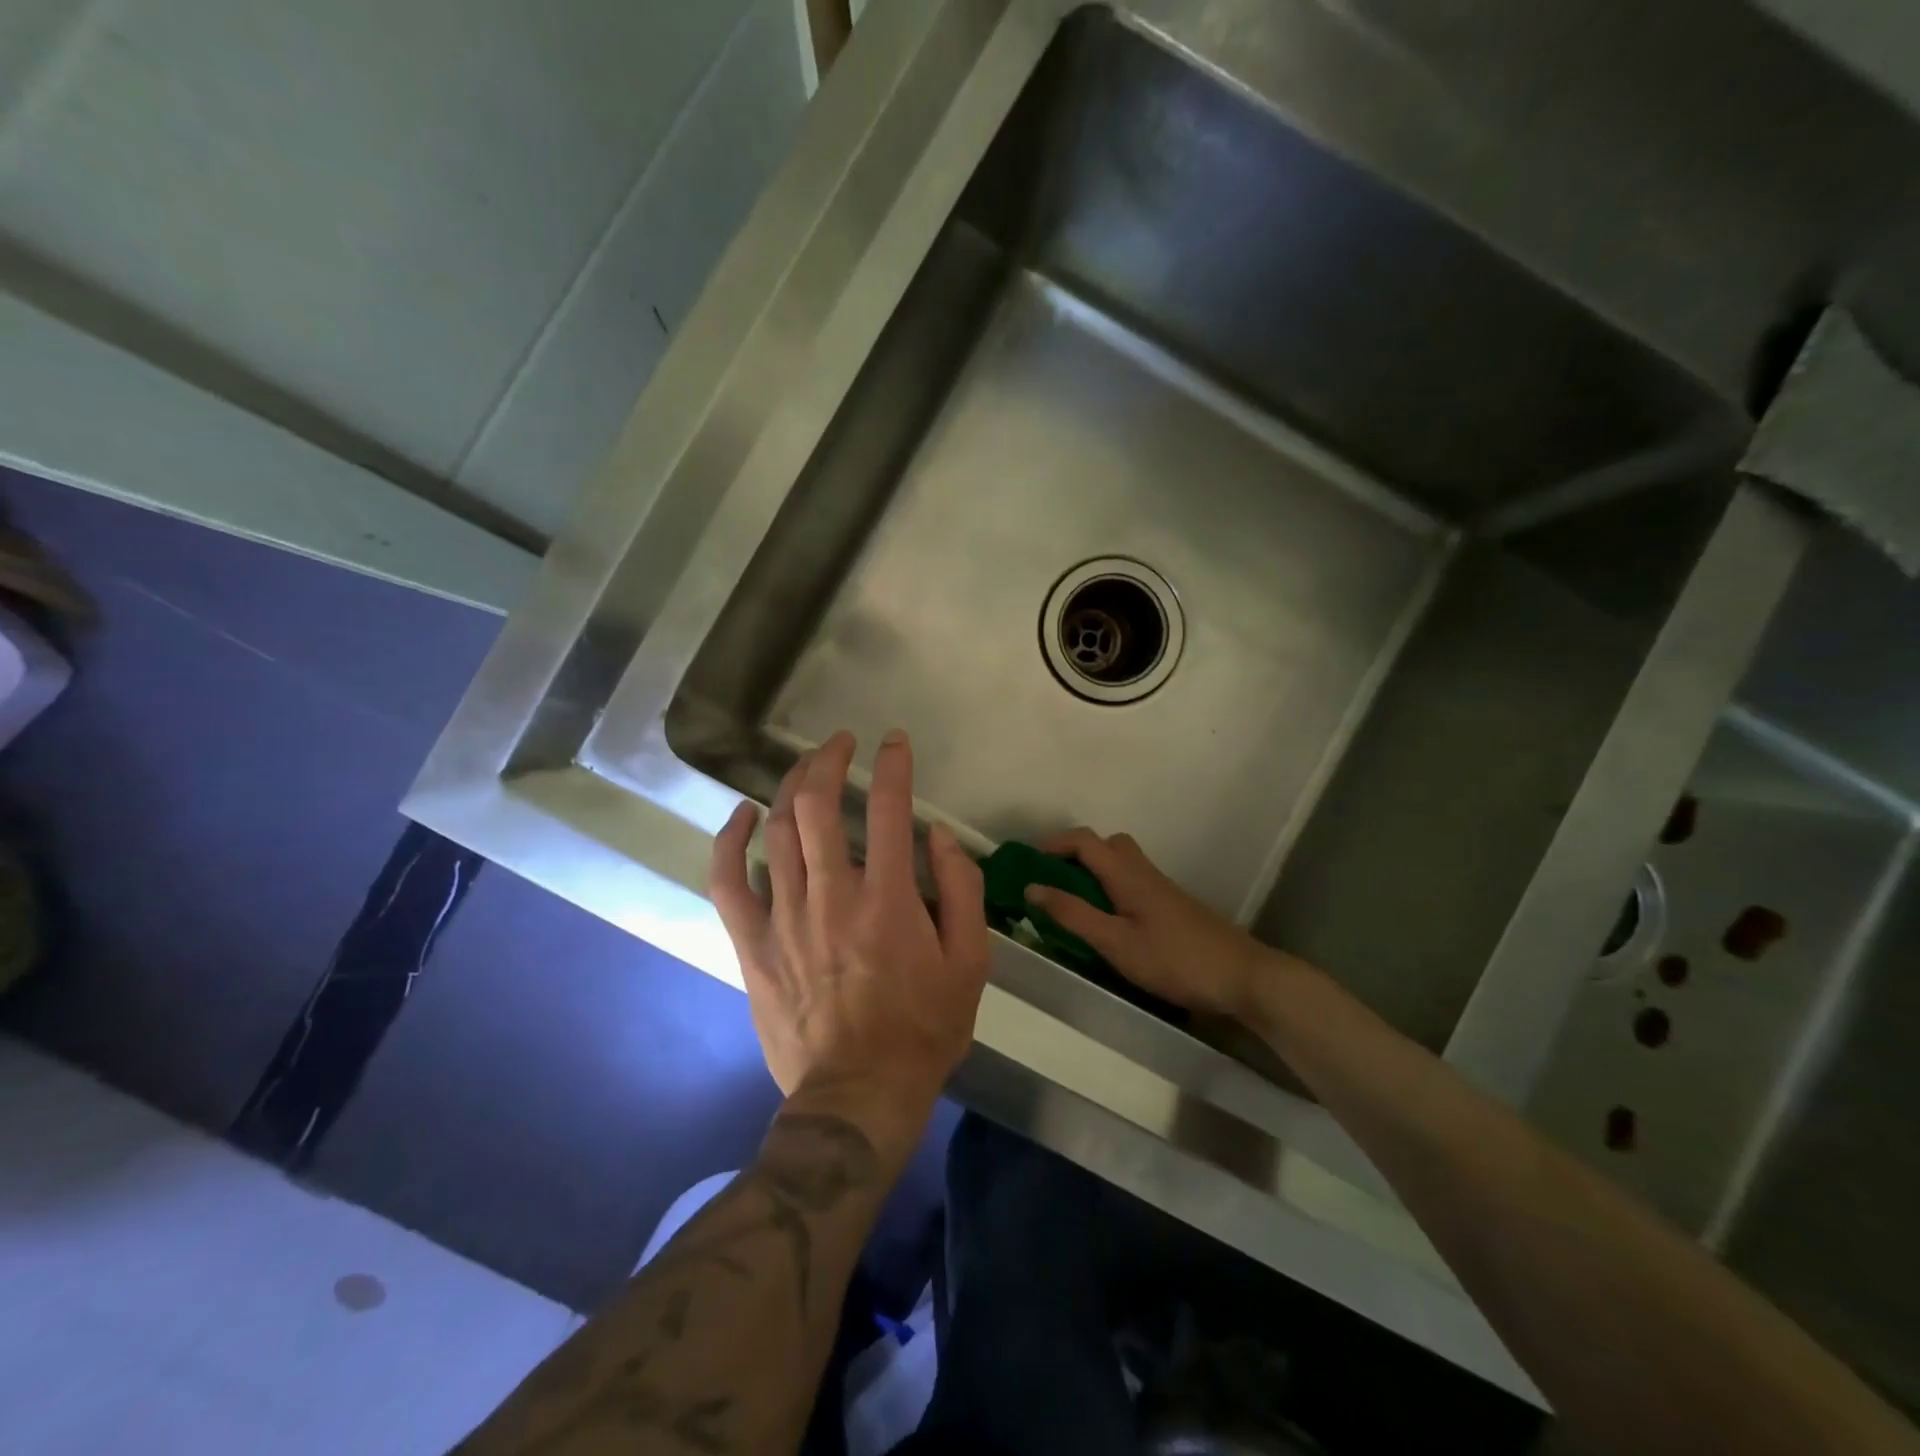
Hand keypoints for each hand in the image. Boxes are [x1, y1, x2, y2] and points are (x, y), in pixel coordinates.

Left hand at [709, 729, 990, 1138]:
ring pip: (779, 830)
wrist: (858, 1093)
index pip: (891, 808)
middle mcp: (832, 895)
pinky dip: (729, 841)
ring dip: (792, 786)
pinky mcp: (753, 943)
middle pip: (820, 805)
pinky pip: (728, 881)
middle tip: (841, 742)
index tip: (894, 742)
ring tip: (806, 766)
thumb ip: (961, 890)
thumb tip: (938, 836)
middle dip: (830, 759)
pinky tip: (742, 815)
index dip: (894, 765)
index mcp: (889, 898)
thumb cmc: (923, 1028)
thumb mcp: (971, 962)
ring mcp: (785, 917)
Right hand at [1025, 828, 1284, 1018]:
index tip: (1027, 862)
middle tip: (1053, 882)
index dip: (1054, 844)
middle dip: (1075, 854)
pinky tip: (1108, 922)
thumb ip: (1074, 915)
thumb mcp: (1116, 943)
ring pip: (1122, 864)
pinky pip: (1132, 883)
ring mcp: (1162, 889)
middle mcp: (1144, 873)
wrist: (1243, 976)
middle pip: (1106, 845)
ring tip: (1074, 904)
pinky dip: (1111, 890)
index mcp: (1128, 875)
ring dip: (1093, 873)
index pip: (1085, 840)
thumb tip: (1032, 887)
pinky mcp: (1173, 907)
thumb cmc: (1175, 960)